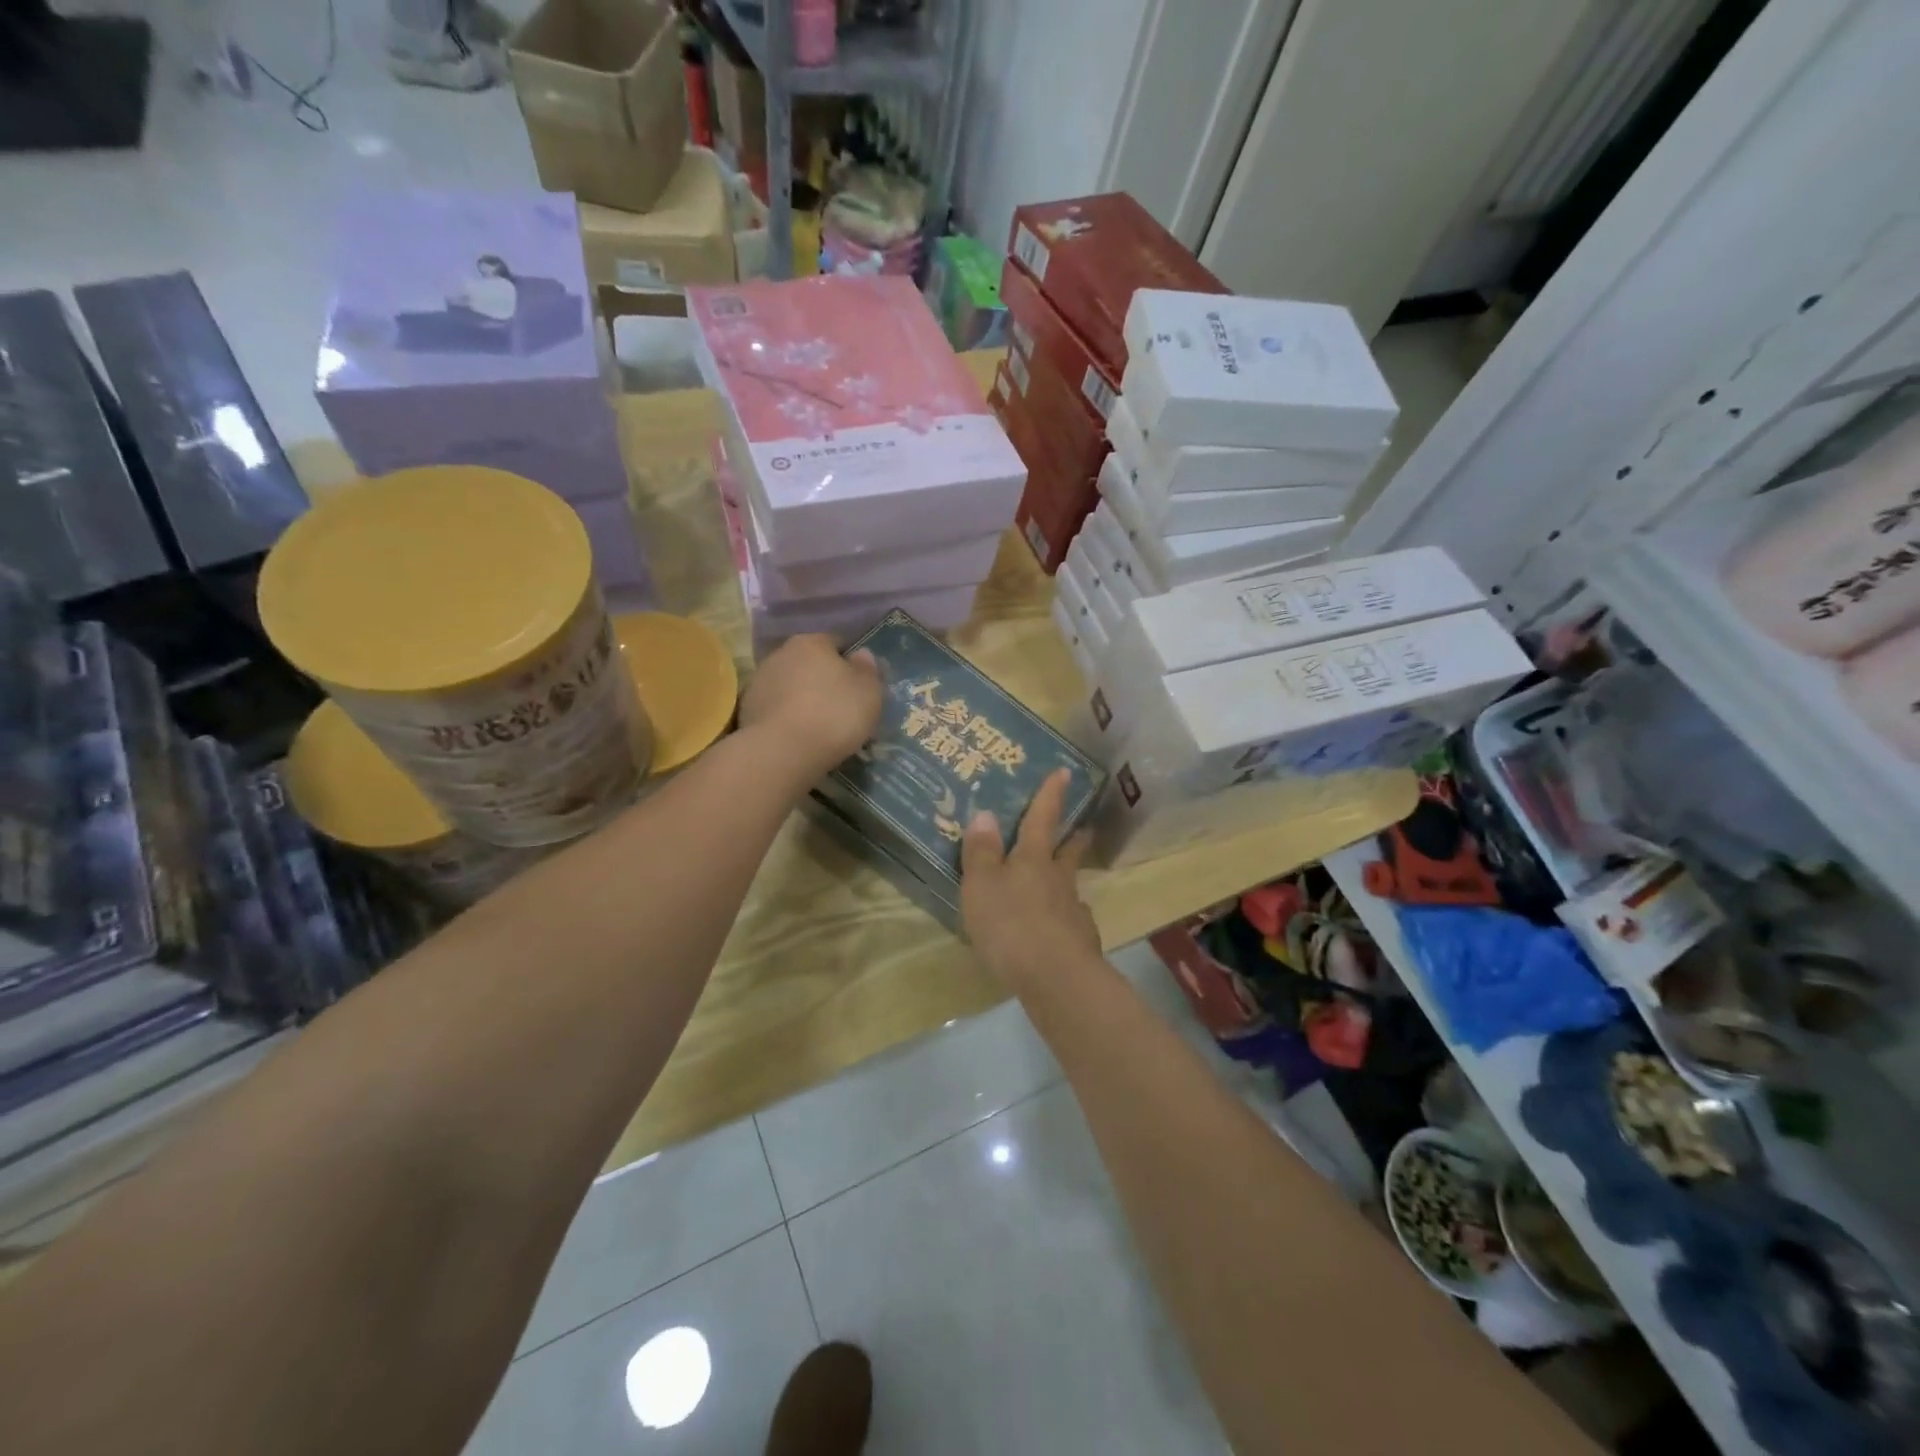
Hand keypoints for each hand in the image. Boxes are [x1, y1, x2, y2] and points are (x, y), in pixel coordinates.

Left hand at [739, 634, 882, 776]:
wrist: (782, 752)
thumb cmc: (834, 714)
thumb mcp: (869, 691)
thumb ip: (868, 669)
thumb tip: (862, 655)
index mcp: (812, 642)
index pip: (837, 643)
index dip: (851, 663)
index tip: (860, 686)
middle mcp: (781, 653)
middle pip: (810, 663)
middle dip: (824, 680)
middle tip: (841, 707)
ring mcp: (759, 682)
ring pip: (790, 686)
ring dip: (803, 699)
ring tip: (819, 726)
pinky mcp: (746, 710)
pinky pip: (776, 709)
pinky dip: (787, 718)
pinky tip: (799, 737)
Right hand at [960, 768, 1100, 986]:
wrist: (1054, 978)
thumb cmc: (1011, 923)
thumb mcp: (982, 885)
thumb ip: (982, 852)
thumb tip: (985, 814)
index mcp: (1033, 858)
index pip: (1042, 818)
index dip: (1050, 794)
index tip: (1065, 771)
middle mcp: (1058, 879)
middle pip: (1069, 850)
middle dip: (1074, 836)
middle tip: (1082, 825)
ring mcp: (1073, 910)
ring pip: (1070, 887)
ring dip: (1067, 879)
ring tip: (1060, 882)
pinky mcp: (1079, 942)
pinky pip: (1070, 921)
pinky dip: (1063, 918)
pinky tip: (1055, 929)